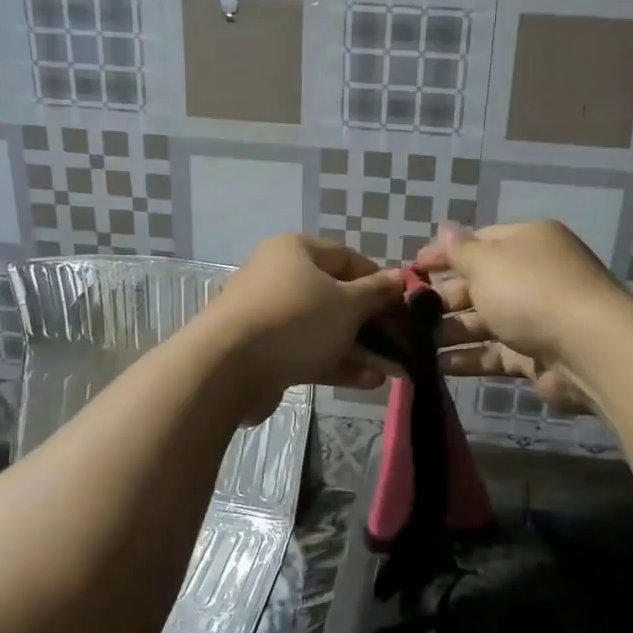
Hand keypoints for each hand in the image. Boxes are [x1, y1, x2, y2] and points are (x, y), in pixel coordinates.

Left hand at [200, 234, 405, 419]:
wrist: (227, 367)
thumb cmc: (295, 320)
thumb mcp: (347, 304)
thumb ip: (377, 292)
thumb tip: (401, 277)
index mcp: (297, 250)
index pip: (349, 258)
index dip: (380, 281)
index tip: (405, 306)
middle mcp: (281, 276)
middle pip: (337, 296)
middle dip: (374, 323)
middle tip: (404, 344)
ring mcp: (270, 315)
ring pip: (325, 328)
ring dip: (361, 348)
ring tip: (395, 370)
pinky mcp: (265, 350)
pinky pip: (309, 351)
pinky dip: (338, 363)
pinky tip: (370, 381)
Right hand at [413, 221, 631, 414]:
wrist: (587, 349)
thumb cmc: (530, 291)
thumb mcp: (487, 262)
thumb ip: (459, 250)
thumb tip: (443, 227)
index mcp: (527, 241)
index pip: (478, 242)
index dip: (443, 255)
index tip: (411, 271)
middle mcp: (533, 275)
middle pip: (479, 283)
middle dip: (443, 297)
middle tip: (406, 314)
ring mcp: (535, 316)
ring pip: (483, 321)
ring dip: (449, 330)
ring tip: (411, 343)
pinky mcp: (535, 354)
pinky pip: (493, 353)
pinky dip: (467, 358)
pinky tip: (435, 366)